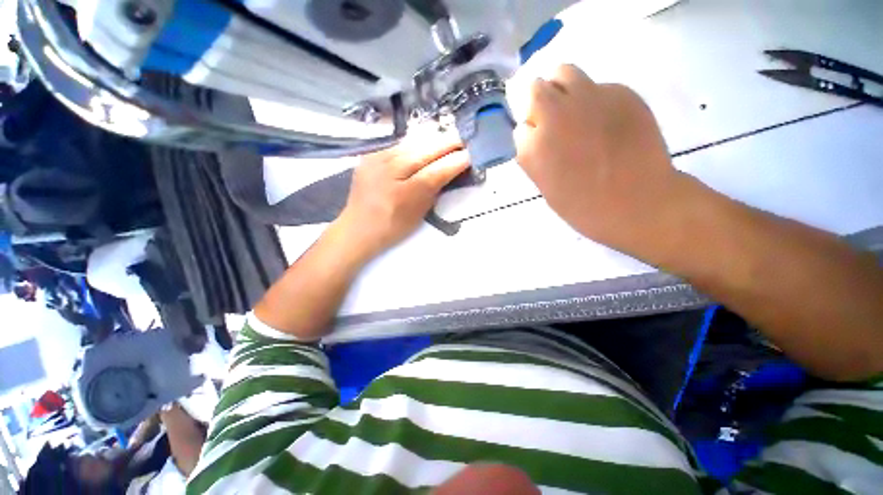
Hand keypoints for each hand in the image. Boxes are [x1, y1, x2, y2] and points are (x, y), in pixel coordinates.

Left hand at [337, 128, 469, 259]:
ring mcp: (378, 158)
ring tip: (447, 137)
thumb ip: (434, 190)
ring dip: (433, 138)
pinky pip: (398, 143)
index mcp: (407, 191)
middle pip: (426, 150)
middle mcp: (391, 169)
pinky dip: (415, 141)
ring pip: (412, 141)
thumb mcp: (418, 213)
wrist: (359, 227)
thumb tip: (448, 171)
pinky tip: (424, 140)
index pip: (438, 170)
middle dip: (448, 143)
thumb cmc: (392, 227)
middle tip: (464, 139)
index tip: (471, 154)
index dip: (456, 161)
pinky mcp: (370, 155)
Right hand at [515, 65, 695, 252]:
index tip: (540, 144)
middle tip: (554, 121)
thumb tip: (538, 135)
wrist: (638, 203)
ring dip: (562, 88)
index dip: (530, 135)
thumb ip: (536, 154)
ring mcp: (589, 98)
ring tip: (575, 110)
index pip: (520, 126)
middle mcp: (555, 116)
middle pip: (535, 89)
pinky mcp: (621, 92)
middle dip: (539, 104)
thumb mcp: (544, 185)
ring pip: (564, 73)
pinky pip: (598, 86)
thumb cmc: (584, 206)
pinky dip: (596, 99)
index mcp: (533, 147)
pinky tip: (608, 121)